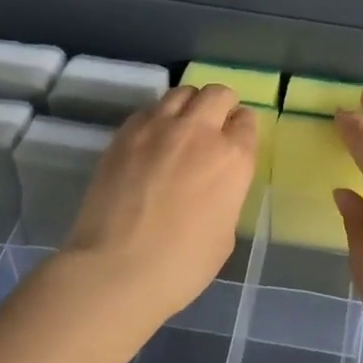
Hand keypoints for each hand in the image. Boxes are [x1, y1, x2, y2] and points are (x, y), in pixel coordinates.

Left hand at [64, 84, 257, 331]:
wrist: (115, 270)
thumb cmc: (181, 265)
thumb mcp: (225, 233)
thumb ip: (226, 194)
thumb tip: (214, 184)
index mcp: (233, 158)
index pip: (247, 121)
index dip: (241, 130)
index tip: (234, 142)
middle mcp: (200, 131)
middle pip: (218, 94)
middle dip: (221, 106)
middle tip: (212, 127)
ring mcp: (159, 127)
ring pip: (182, 92)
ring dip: (189, 105)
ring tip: (180, 128)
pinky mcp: (126, 133)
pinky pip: (149, 110)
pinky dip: (156, 118)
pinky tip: (150, 142)